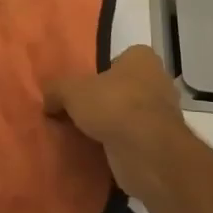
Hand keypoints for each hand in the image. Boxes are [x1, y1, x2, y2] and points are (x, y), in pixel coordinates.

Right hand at [43, 46, 190, 202]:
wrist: (146, 151)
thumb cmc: (113, 105)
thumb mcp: (71, 91)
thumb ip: (56, 90)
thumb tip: (48, 101)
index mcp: (142, 59)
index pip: (119, 60)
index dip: (100, 73)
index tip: (82, 89)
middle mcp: (158, 81)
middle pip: (125, 89)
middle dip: (107, 101)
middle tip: (80, 114)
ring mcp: (164, 114)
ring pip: (130, 116)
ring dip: (114, 126)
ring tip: (87, 136)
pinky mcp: (163, 144)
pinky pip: (135, 140)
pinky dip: (121, 147)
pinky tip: (101, 154)